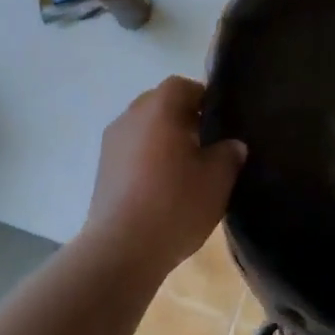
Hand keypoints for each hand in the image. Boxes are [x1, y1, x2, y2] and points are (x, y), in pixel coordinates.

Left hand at [80, 76, 246, 276]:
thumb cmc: (175, 204)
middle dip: (183, 116)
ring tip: (187, 165)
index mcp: (159, 109)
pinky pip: (131, 149)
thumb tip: (232, 144)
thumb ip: (229, 154)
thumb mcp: (217, 179)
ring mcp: (111, 143)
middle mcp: (130, 117)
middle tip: (208, 141)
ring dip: (164, 137)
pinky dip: (148, 156)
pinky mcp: (103, 169)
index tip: (222, 119)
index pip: (182, 85)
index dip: (204, 97)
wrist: (122, 248)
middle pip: (160, 103)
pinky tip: (164, 184)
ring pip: (144, 127)